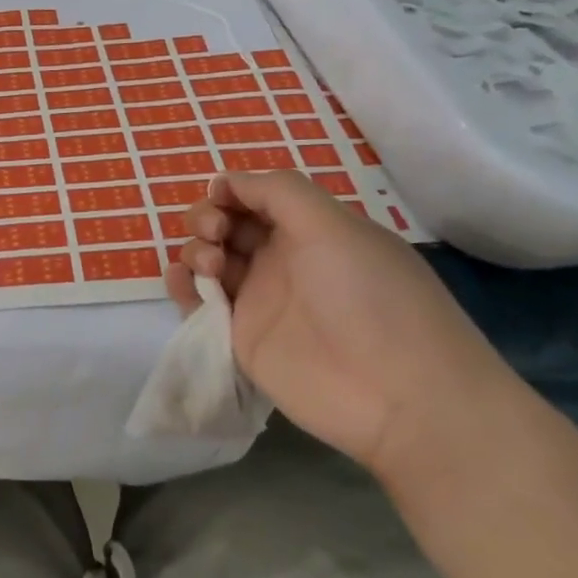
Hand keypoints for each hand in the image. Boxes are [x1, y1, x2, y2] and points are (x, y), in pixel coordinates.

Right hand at [166, 171, 519, 478]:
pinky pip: (197, 302)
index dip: (232, 190)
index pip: (256, 197)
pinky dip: (181, 285)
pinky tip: (185, 282)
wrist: (396, 395)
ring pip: (207, 259)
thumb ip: (277, 191)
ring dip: (195, 249)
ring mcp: (259, 300)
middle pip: (225, 225)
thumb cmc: (368, 296)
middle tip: (217, 233)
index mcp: (311, 230)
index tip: (220, 196)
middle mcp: (282, 260)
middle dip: (208, 218)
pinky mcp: (239, 338)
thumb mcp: (332, 225)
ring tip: (211, 267)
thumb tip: (227, 181)